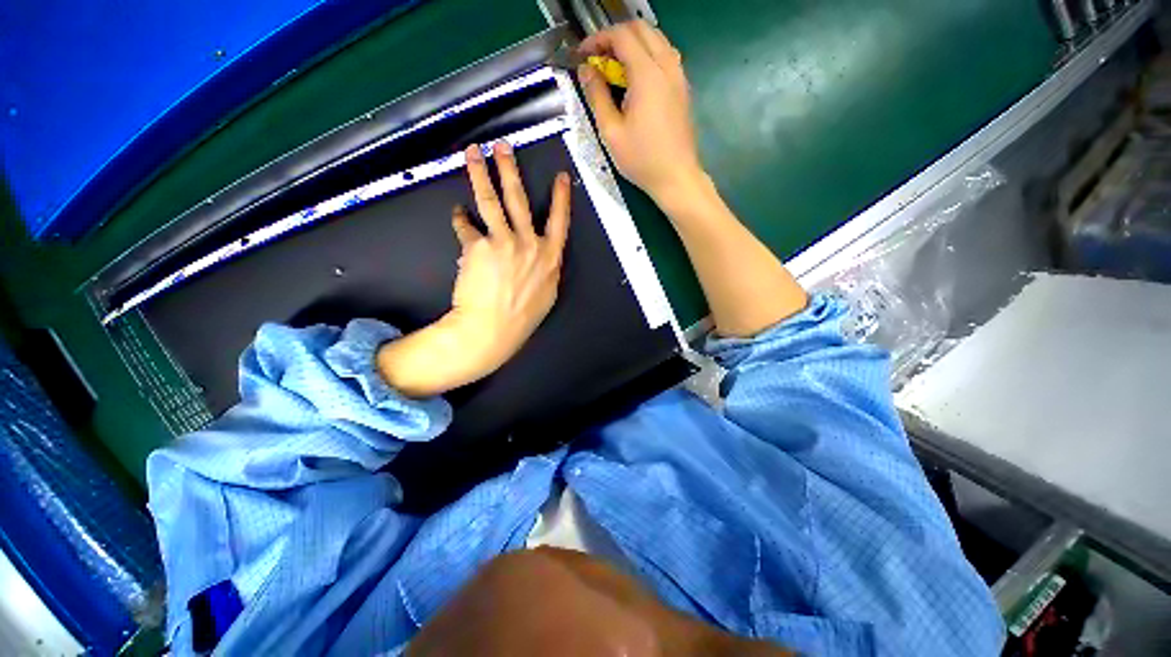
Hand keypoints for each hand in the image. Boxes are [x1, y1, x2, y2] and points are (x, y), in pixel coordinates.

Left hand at [377, 142, 571, 397]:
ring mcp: (503, 242)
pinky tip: (458, 214)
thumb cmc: (523, 316)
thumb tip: (541, 253)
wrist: (493, 329)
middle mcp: (529, 243)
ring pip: (491, 200)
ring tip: (473, 154)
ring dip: (480, 173)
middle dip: (510, 168)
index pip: (559, 221)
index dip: (561, 198)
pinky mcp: (477, 247)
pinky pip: (466, 226)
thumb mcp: (547, 293)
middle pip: (519, 199)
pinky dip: (461, 219)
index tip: (561, 177)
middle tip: (503, 146)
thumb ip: (547, 268)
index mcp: (550, 256)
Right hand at [577, 21, 703, 205]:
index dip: (598, 39)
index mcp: (647, 74)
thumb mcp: (611, 132)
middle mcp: (667, 66)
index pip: (621, 36)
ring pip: (656, 40)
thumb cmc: (642, 159)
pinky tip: (636, 80)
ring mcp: (679, 76)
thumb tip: (586, 70)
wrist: (676, 177)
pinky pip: (666, 56)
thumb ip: (597, 96)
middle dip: (615, 37)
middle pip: (641, 29)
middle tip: (598, 59)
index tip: (583, 55)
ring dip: (633, 44)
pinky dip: (647, 56)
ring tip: (615, 68)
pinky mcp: (683, 88)